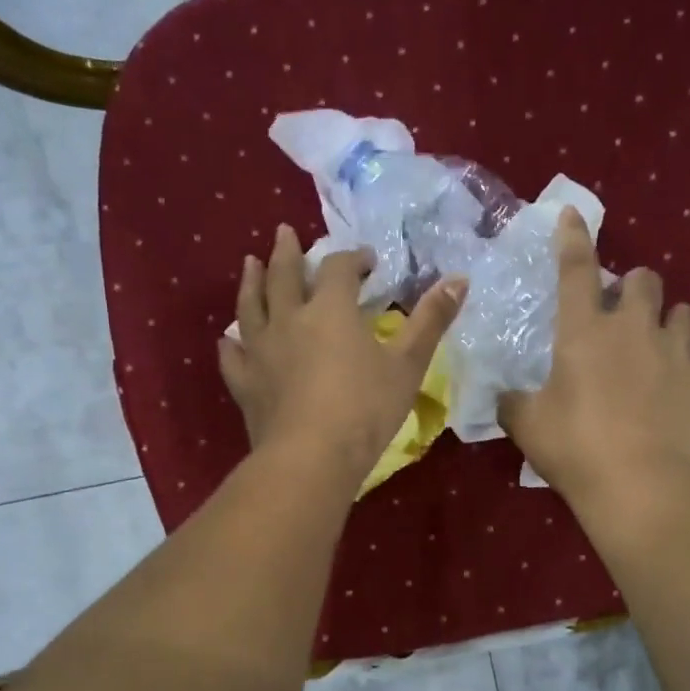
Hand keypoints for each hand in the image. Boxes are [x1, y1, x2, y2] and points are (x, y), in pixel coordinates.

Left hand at [220, 224, 465, 487]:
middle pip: (284, 275)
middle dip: (288, 252)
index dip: (353, 258)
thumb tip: (460, 279)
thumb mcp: (408, 364)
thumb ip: (432, 320)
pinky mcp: (245, 384)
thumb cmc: (366, 409)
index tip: (367, 261)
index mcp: (330, 310)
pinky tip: (229, 339)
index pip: (338, 268)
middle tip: (284, 232)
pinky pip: (233, 357)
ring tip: (250, 263)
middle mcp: (289, 320)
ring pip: (250, 306)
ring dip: (251, 282)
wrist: (311, 458)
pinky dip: (231, 344)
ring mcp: (260, 351)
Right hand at [499, 207, 689, 503]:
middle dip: (636, 286)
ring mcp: (679, 356)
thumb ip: (513, 403)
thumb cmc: (575, 448)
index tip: (572, 214)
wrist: (643, 487)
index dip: (573, 238)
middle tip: (624, 314)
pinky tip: (681, 398)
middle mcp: (636, 330)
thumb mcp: (527, 426)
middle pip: (646, 280)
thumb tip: (504, 397)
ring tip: (659, 349)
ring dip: (670, 323)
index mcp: (586, 332)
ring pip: (686, 314)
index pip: (577, 269)